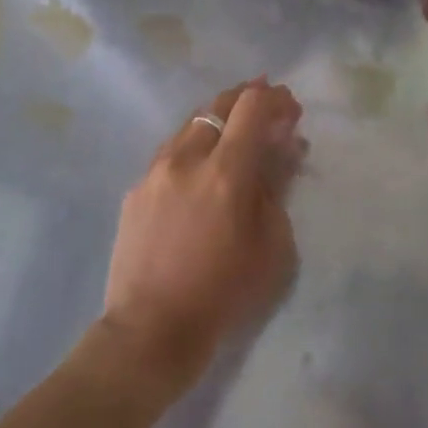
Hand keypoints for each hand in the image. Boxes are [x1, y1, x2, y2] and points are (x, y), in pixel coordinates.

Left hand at [98, 79, 303, 400]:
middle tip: (270, 110)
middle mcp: (186, 159)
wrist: (152, 329)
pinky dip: (195, 144)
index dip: (276, 100)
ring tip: (238, 134)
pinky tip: (203, 165)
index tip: (292, 110)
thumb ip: (278, 186)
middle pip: (217, 105)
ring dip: (219, 119)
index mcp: (226, 172)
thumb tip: (286, 147)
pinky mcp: (135, 190)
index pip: (251, 107)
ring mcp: (154, 172)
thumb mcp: (273, 244)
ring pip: (190, 125)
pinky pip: (170, 152)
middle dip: (248, 98)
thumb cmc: (226, 292)